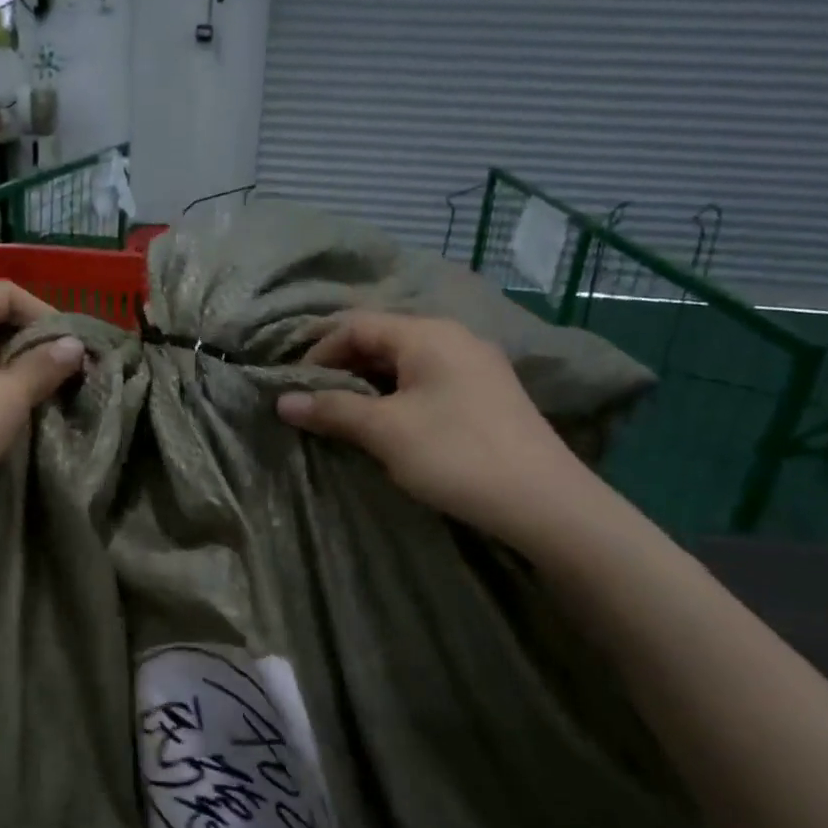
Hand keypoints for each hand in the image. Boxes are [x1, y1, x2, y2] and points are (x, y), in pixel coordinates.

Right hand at [276, 311, 606, 551]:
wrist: (544, 503)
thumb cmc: (455, 454)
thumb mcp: (384, 431)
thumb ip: (332, 410)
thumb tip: (282, 401)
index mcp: (427, 334)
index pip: (356, 325)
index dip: (319, 351)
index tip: (296, 387)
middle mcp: (453, 337)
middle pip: (382, 339)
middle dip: (343, 367)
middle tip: (316, 402)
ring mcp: (475, 365)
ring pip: (405, 362)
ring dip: (369, 384)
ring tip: (346, 416)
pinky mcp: (487, 394)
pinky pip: (428, 381)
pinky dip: (398, 395)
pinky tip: (390, 425)